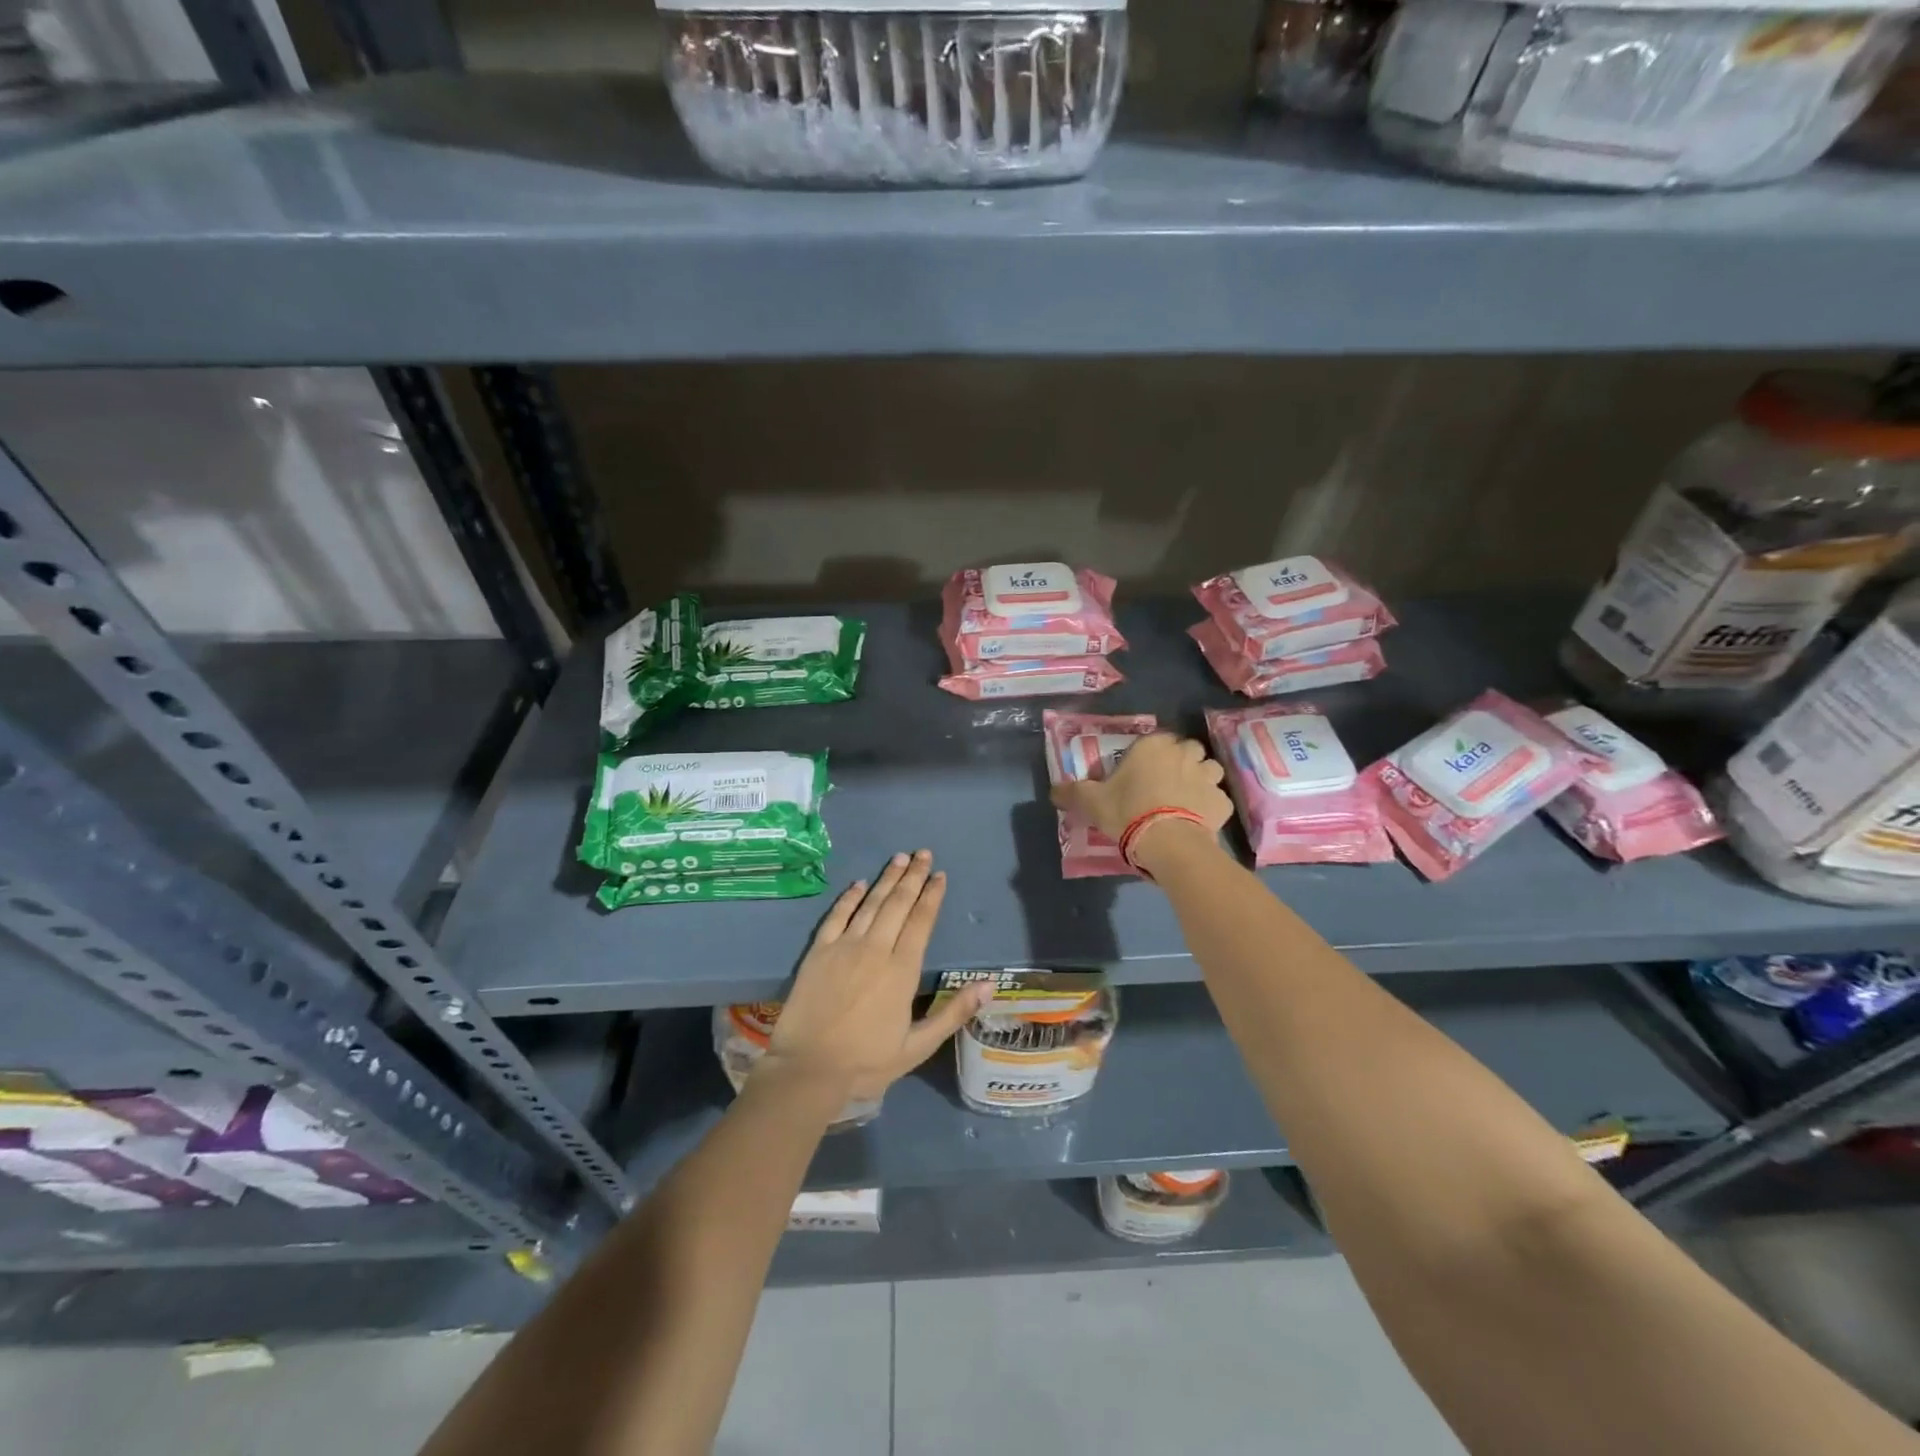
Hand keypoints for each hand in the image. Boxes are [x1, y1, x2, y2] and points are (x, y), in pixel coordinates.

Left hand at [764, 850, 992, 1103]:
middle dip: (913, 876)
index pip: (921, 921)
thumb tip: (988, 985)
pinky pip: (837, 916)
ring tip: (899, 858)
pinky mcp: (819, 952)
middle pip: (898, 903)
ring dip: (886, 879)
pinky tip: (859, 884)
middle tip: (923, 853)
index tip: (939, 875)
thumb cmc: (866, 1062)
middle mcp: (876, 949)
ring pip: (871, 903)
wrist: (808, 1069)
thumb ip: (953, 1012)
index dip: (932, 896)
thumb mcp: (918, 1046)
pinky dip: (849, 898)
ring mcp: (845, 947)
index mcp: (902, 970)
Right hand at [1050, 732, 1231, 860]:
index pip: (1158, 739)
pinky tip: (1198, 820)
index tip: (1143, 771)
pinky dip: (1211, 807)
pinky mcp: (1222, 803)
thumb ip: (1072, 792)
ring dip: (1200, 780)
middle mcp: (1184, 754)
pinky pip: (1218, 800)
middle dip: (1181, 762)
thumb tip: (1054, 790)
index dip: (1152, 754)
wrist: (1167, 842)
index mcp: (1153, 746)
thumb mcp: (1091, 802)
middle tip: (1165, 783)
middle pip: (1188, 750)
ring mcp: (1208, 777)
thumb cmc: (1127, 811)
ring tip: (1185, 799)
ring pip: (1209, 770)